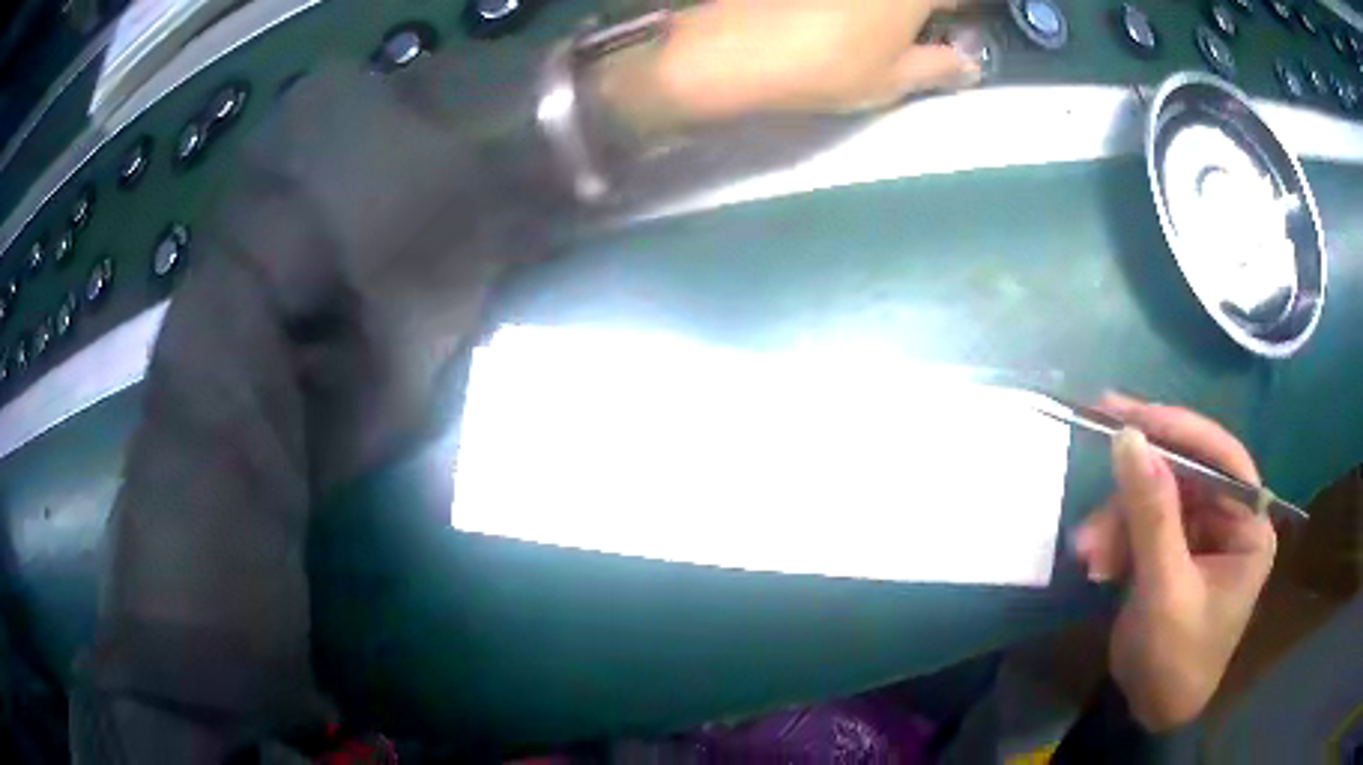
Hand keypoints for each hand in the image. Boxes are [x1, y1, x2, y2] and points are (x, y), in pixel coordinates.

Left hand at [595, 0, 980, 132]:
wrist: (734, 49)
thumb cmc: (828, 67)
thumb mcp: (894, 79)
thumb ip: (940, 67)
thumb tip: (968, 63)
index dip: (964, 13)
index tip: (961, 26)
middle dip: (927, 10)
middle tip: (919, 29)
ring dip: (893, 9)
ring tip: (878, 29)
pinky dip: (858, 8)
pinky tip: (841, 17)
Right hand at [1072, 394, 1276, 730]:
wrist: (1149, 714)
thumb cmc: (1174, 660)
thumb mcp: (1164, 589)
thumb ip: (1151, 514)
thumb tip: (1127, 436)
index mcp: (1250, 526)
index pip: (1222, 458)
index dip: (1179, 431)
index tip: (1128, 415)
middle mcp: (1231, 519)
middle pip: (1185, 475)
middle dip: (1136, 492)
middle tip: (1094, 485)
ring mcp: (1201, 533)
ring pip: (1158, 498)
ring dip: (1119, 521)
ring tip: (1089, 553)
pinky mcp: (1174, 549)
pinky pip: (1144, 523)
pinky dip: (1118, 539)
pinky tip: (1098, 564)